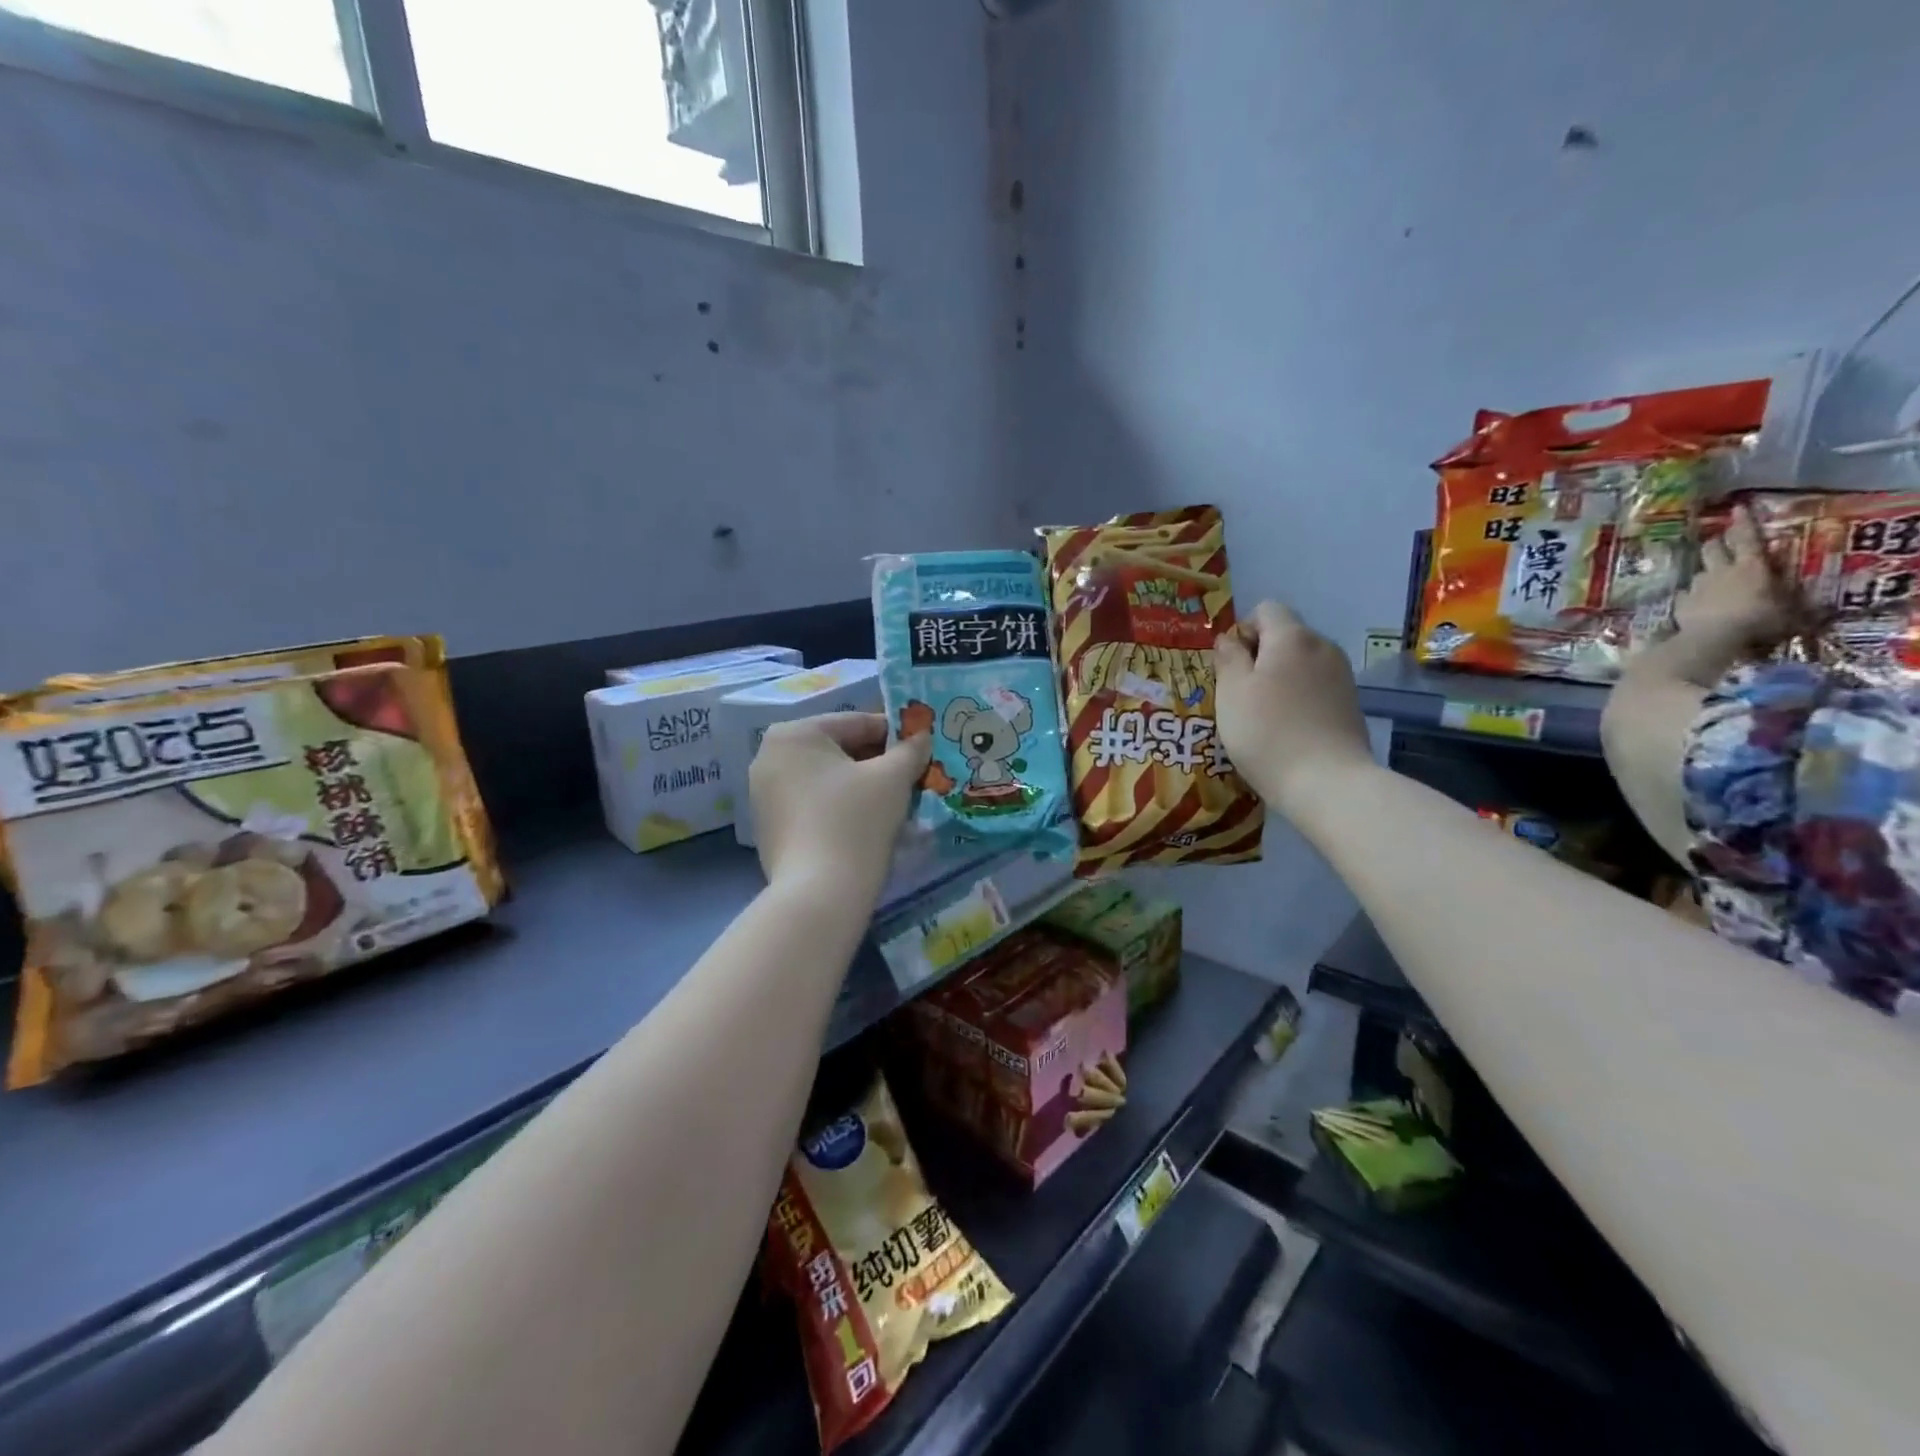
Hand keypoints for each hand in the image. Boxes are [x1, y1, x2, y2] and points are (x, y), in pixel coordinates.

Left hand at [749, 714, 930, 899]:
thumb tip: (922, 736)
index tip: (922, 747)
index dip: (895, 734)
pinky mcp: (769, 828)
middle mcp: (769, 757)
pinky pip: (813, 805)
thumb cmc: (856, 820)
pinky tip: (866, 826)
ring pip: (827, 779)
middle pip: (838, 750)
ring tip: (895, 803)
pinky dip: (840, 808)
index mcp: (793, 734)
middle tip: (912, 777)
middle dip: (877, 762)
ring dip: (861, 786)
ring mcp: (764, 795)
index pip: (856, 723)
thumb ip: (910, 750)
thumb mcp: (893, 778)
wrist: (820, 894)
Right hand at [1214, 601, 1373, 815]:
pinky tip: (1287, 727)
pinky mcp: (1351, 703)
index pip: (1266, 609)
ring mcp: (1341, 675)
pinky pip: (1315, 685)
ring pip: (1301, 662)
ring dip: (1279, 678)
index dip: (1243, 630)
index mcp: (1292, 637)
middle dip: (1260, 655)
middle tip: (1239, 693)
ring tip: (1262, 713)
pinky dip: (1298, 696)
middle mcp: (1322, 646)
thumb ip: (1228, 658)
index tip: (1229, 664)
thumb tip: (1229, 639)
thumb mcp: (1231, 693)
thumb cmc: (1267, 732)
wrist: (1327, 782)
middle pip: (1285, 635)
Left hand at [1675, 504, 1799, 656]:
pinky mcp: (1680, 602)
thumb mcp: (1789, 611)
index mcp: (1750, 566)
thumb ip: (1795, 601)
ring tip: (1713, 577)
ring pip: (1699, 570)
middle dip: (1716, 541)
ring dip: (1706, 571)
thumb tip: (1816, 604)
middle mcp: (1719, 571)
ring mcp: (1696, 586)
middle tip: (1721, 541)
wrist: (1713, 638)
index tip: (1738, 508)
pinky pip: (1685, 594)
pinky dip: (1691, 595)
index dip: (1743, 522)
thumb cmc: (1758, 621)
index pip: (1746, 537)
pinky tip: (1696, 601)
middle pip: (1712, 547)